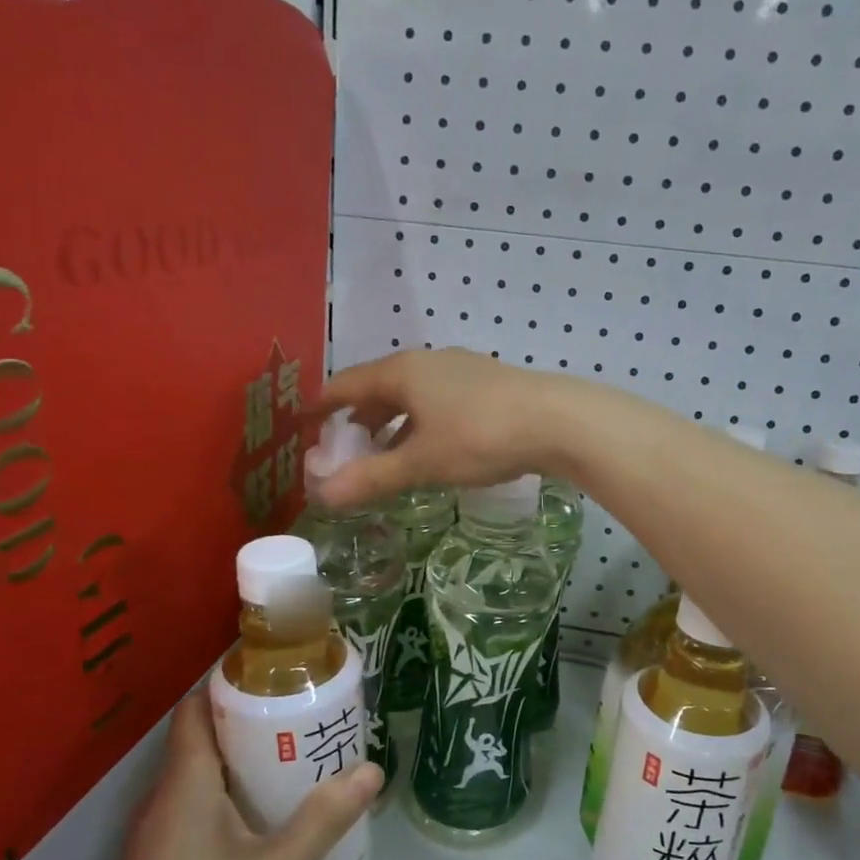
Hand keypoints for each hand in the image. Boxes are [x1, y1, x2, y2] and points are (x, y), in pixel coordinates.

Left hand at [85, 690, 382, 859]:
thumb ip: (325, 819)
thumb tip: (369, 769)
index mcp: (185, 785)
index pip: (195, 709)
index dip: (229, 686)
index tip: (277, 679)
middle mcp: (161, 803)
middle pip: (201, 742)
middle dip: (249, 726)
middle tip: (302, 724)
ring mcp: (152, 842)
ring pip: (197, 783)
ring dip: (239, 768)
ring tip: (291, 770)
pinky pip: (191, 816)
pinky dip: (225, 804)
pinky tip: (260, 832)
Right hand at [312, 347, 568, 506]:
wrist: (557, 421)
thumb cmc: (479, 436)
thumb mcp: (421, 462)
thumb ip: (371, 478)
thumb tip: (322, 496)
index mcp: (402, 372)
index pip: (346, 384)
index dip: (321, 404)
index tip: (302, 422)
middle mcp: (428, 363)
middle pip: (379, 387)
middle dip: (359, 417)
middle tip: (345, 448)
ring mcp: (461, 371)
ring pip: (412, 396)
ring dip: (393, 423)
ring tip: (385, 454)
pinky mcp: (488, 385)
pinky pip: (438, 402)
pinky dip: (421, 424)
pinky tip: (431, 449)